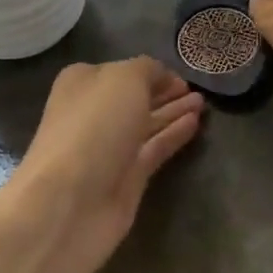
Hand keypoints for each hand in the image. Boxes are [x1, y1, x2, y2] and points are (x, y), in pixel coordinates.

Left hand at [10, 58, 203, 272]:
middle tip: (196, 89)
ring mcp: (110, 147)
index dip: (151, 71)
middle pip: (135, 98)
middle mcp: (94, 113)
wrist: (70, 202)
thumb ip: (148, 70)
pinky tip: (195, 123)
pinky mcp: (126, 178)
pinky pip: (155, 148)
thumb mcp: (125, 78)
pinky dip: (174, 135)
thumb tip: (160, 76)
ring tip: (203, 103)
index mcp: (83, 83)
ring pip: (147, 123)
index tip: (179, 74)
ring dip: (173, 112)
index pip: (122, 70)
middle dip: (165, 92)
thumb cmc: (94, 126)